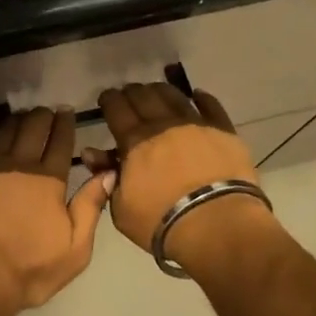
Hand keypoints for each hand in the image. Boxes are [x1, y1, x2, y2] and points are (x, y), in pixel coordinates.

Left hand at [0, 108, 115, 315]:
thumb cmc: (29, 269)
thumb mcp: (75, 248)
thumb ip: (91, 207)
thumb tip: (108, 172)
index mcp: (48, 180)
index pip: (60, 143)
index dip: (64, 125)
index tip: (67, 111)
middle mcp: (18, 166)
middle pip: (32, 130)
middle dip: (41, 116)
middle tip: (46, 111)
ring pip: (3, 134)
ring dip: (15, 122)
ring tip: (21, 116)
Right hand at [88, 83, 276, 271]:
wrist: (217, 225)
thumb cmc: (162, 222)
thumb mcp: (121, 208)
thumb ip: (106, 176)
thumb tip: (92, 153)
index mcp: (134, 141)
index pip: (116, 109)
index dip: (109, 99)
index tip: (105, 98)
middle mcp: (163, 124)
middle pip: (143, 96)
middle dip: (131, 92)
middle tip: (128, 95)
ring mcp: (195, 125)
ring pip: (174, 96)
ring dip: (160, 90)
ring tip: (155, 91)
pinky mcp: (224, 132)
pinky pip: (211, 107)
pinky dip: (202, 98)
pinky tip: (198, 95)